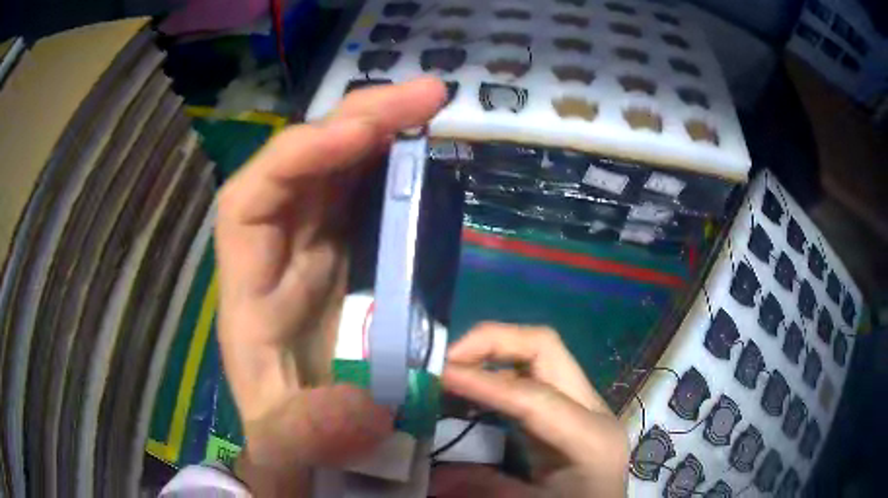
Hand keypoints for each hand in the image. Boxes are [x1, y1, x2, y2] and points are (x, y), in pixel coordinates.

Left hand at [215, 77, 446, 495]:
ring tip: (429, 107)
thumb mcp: (287, 455)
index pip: (251, 201)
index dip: (298, 157)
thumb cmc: (288, 450)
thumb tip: (366, 409)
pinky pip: (364, 198)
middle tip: (426, 95)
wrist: (306, 460)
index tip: (360, 133)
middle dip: (357, 122)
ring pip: (335, 172)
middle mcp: (276, 260)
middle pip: (302, 167)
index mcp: (249, 296)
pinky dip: (392, 167)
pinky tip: (422, 150)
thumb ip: (307, 438)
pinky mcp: (348, 263)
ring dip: (379, 132)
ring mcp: (314, 256)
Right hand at [432, 323, 628, 496]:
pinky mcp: (567, 408)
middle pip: (545, 348)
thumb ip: (486, 488)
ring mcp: (582, 403)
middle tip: (445, 360)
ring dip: (491, 354)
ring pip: (538, 355)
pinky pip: (531, 376)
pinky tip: (471, 393)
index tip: (438, 375)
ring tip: (450, 372)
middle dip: (491, 342)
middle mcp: (591, 408)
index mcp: (591, 438)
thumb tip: (433, 476)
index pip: (534, 396)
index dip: (483, 381)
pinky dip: (497, 375)